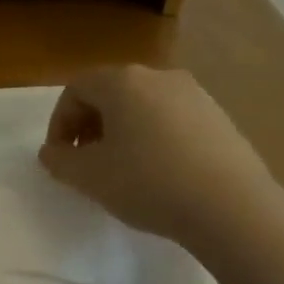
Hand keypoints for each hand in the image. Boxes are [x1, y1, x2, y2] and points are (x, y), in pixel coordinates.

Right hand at [38, 65, 283, 259]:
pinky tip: (158, 174)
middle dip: (90, 126)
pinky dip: (154, 138)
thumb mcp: (89, 177)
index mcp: (123, 81)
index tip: (60, 157)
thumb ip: (60, 160)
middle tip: (85, 162)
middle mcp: (159, 77)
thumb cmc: (148, 183)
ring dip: (122, 132)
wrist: (231, 207)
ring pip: (143, 106)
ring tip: (121, 170)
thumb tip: (52, 152)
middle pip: (110, 93)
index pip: (76, 88)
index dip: (59, 122)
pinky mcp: (219, 118)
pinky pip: (172, 120)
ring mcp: (195, 95)